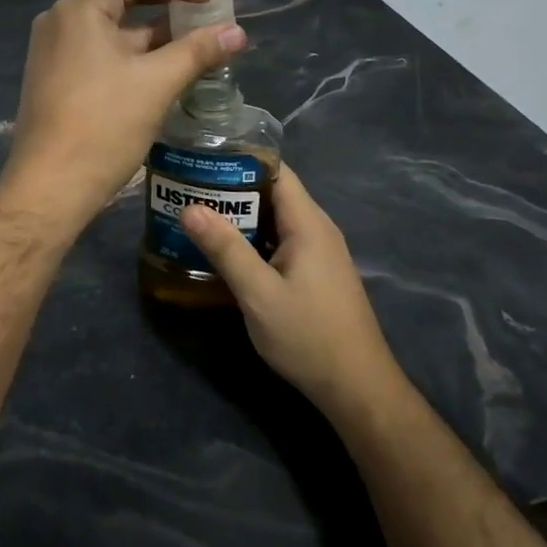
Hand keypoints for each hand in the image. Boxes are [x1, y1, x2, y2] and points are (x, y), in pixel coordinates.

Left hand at [0, 0, 246, 233]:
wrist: (49, 189)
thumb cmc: (102, 127)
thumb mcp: (157, 83)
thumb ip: (198, 51)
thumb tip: (237, 32)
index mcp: (79, 9)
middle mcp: (61, 21)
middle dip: (169, 2)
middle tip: (208, 17)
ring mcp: (56, 51)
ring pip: (113, 26)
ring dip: (156, 31)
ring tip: (197, 45)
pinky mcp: (59, 78)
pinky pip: (102, 51)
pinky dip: (136, 53)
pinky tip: (167, 70)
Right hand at [181, 167, 398, 416]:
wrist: (357, 389)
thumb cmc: (308, 336)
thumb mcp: (259, 294)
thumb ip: (225, 249)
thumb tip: (190, 207)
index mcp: (308, 223)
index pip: (276, 170)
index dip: (240, 159)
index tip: (202, 158)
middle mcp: (316, 229)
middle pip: (272, 193)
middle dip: (231, 189)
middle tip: (188, 189)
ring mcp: (318, 252)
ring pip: (274, 219)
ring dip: (240, 216)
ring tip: (197, 215)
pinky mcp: (315, 273)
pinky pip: (279, 241)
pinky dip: (252, 239)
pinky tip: (224, 251)